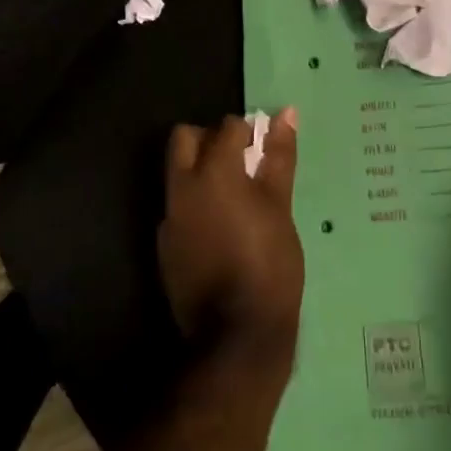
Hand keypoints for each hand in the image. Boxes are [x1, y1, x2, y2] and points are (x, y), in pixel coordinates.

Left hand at [158, 110, 303, 394]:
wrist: (237, 337)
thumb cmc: (269, 263)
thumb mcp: (280, 206)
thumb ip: (278, 157)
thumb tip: (286, 113)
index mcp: (213, 172)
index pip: (226, 127)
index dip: (248, 132)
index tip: (264, 149)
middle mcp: (182, 188)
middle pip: (185, 139)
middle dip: (210, 139)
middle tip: (241, 162)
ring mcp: (169, 218)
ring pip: (177, 173)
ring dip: (200, 171)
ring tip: (234, 196)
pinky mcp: (165, 246)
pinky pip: (177, 208)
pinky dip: (195, 204)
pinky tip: (220, 229)